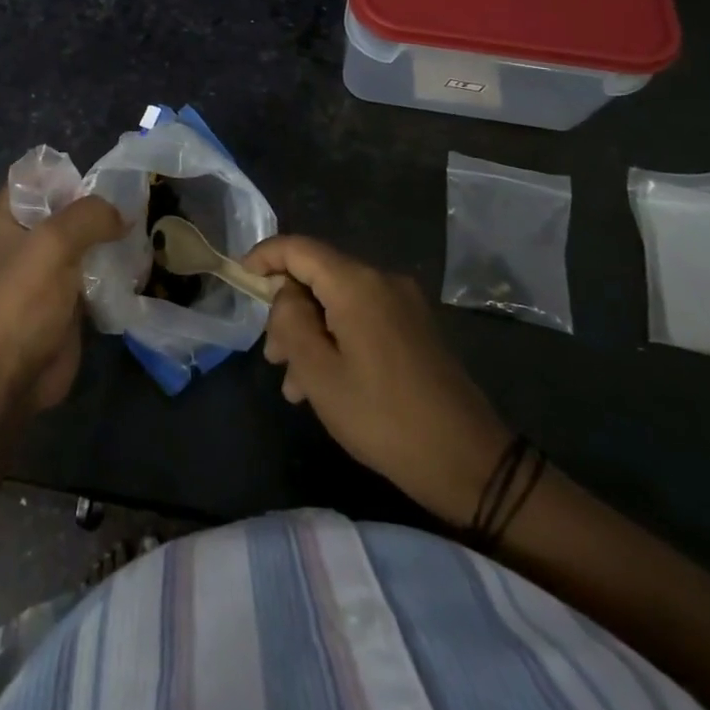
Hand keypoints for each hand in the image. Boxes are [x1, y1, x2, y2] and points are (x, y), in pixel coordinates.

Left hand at [0, 187, 125, 415]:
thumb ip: (90, 215)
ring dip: (111, 238)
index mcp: (9, 217)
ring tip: (145, 230)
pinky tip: (140, 263)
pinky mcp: (67, 300)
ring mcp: (47, 271)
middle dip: (99, 206)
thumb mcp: (54, 242)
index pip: (36, 176)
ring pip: (85, 241)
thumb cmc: (22, 300)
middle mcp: (26, 239)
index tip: (104, 176)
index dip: (67, 172)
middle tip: (137, 201)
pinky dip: (115, 268)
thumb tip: (122, 216)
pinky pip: (95, 274)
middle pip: (67, 208)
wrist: (11, 377)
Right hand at [246, 234, 511, 526]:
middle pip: (318, 276)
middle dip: (288, 311)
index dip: (264, 257)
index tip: (240, 277)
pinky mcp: (415, 327)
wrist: (469, 461)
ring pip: (338, 301)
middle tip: (273, 358)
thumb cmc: (383, 417)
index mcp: (357, 284)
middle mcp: (382, 280)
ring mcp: (403, 303)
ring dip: (311, 333)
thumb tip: (285, 294)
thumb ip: (290, 321)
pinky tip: (326, 384)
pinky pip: (362, 317)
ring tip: (296, 385)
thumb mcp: (319, 373)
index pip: (299, 248)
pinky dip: (336, 339)